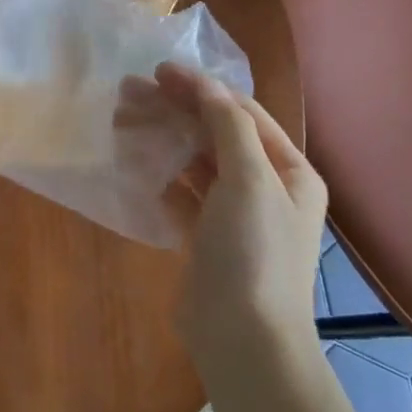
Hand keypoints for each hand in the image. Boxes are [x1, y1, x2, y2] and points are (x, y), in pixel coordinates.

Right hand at [133, 63, 327, 358]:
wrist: (243, 339)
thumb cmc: (254, 252)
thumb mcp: (249, 180)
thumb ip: (227, 127)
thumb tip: (204, 85)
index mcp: (289, 171)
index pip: (243, 113)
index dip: (202, 89)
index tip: (158, 72)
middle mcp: (266, 188)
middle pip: (215, 135)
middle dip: (175, 110)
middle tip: (128, 91)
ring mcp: (234, 215)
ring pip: (195, 163)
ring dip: (163, 139)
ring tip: (122, 120)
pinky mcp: (205, 238)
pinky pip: (181, 194)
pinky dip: (159, 175)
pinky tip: (133, 161)